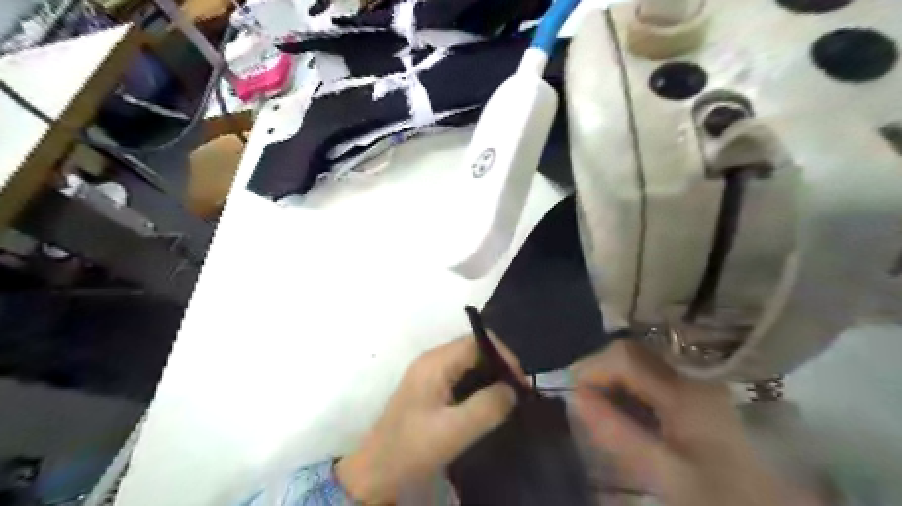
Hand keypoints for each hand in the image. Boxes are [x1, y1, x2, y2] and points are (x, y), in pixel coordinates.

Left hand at [337, 335, 522, 501]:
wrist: (375, 472)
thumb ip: (487, 408)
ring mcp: (428, 373)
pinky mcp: (428, 388)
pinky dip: (477, 386)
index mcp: (435, 362)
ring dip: (489, 378)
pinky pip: (459, 377)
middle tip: (517, 394)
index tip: (520, 382)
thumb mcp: (453, 431)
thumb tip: (512, 390)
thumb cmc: (411, 448)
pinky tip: (486, 406)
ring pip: (467, 364)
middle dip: (499, 367)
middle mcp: (432, 360)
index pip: (477, 341)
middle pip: (473, 349)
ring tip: (506, 400)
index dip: (503, 355)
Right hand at [574, 340, 821, 505]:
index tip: (574, 394)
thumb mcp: (664, 469)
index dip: (591, 369)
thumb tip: (576, 397)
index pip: (623, 356)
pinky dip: (631, 386)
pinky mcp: (698, 391)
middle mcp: (690, 373)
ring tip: (600, 404)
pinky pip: (653, 376)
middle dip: (600, 372)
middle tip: (584, 400)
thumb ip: (617, 432)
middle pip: (632, 353)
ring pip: (641, 363)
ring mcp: (696, 380)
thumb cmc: (720, 493)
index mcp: (684, 389)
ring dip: (614, 379)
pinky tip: (628, 409)